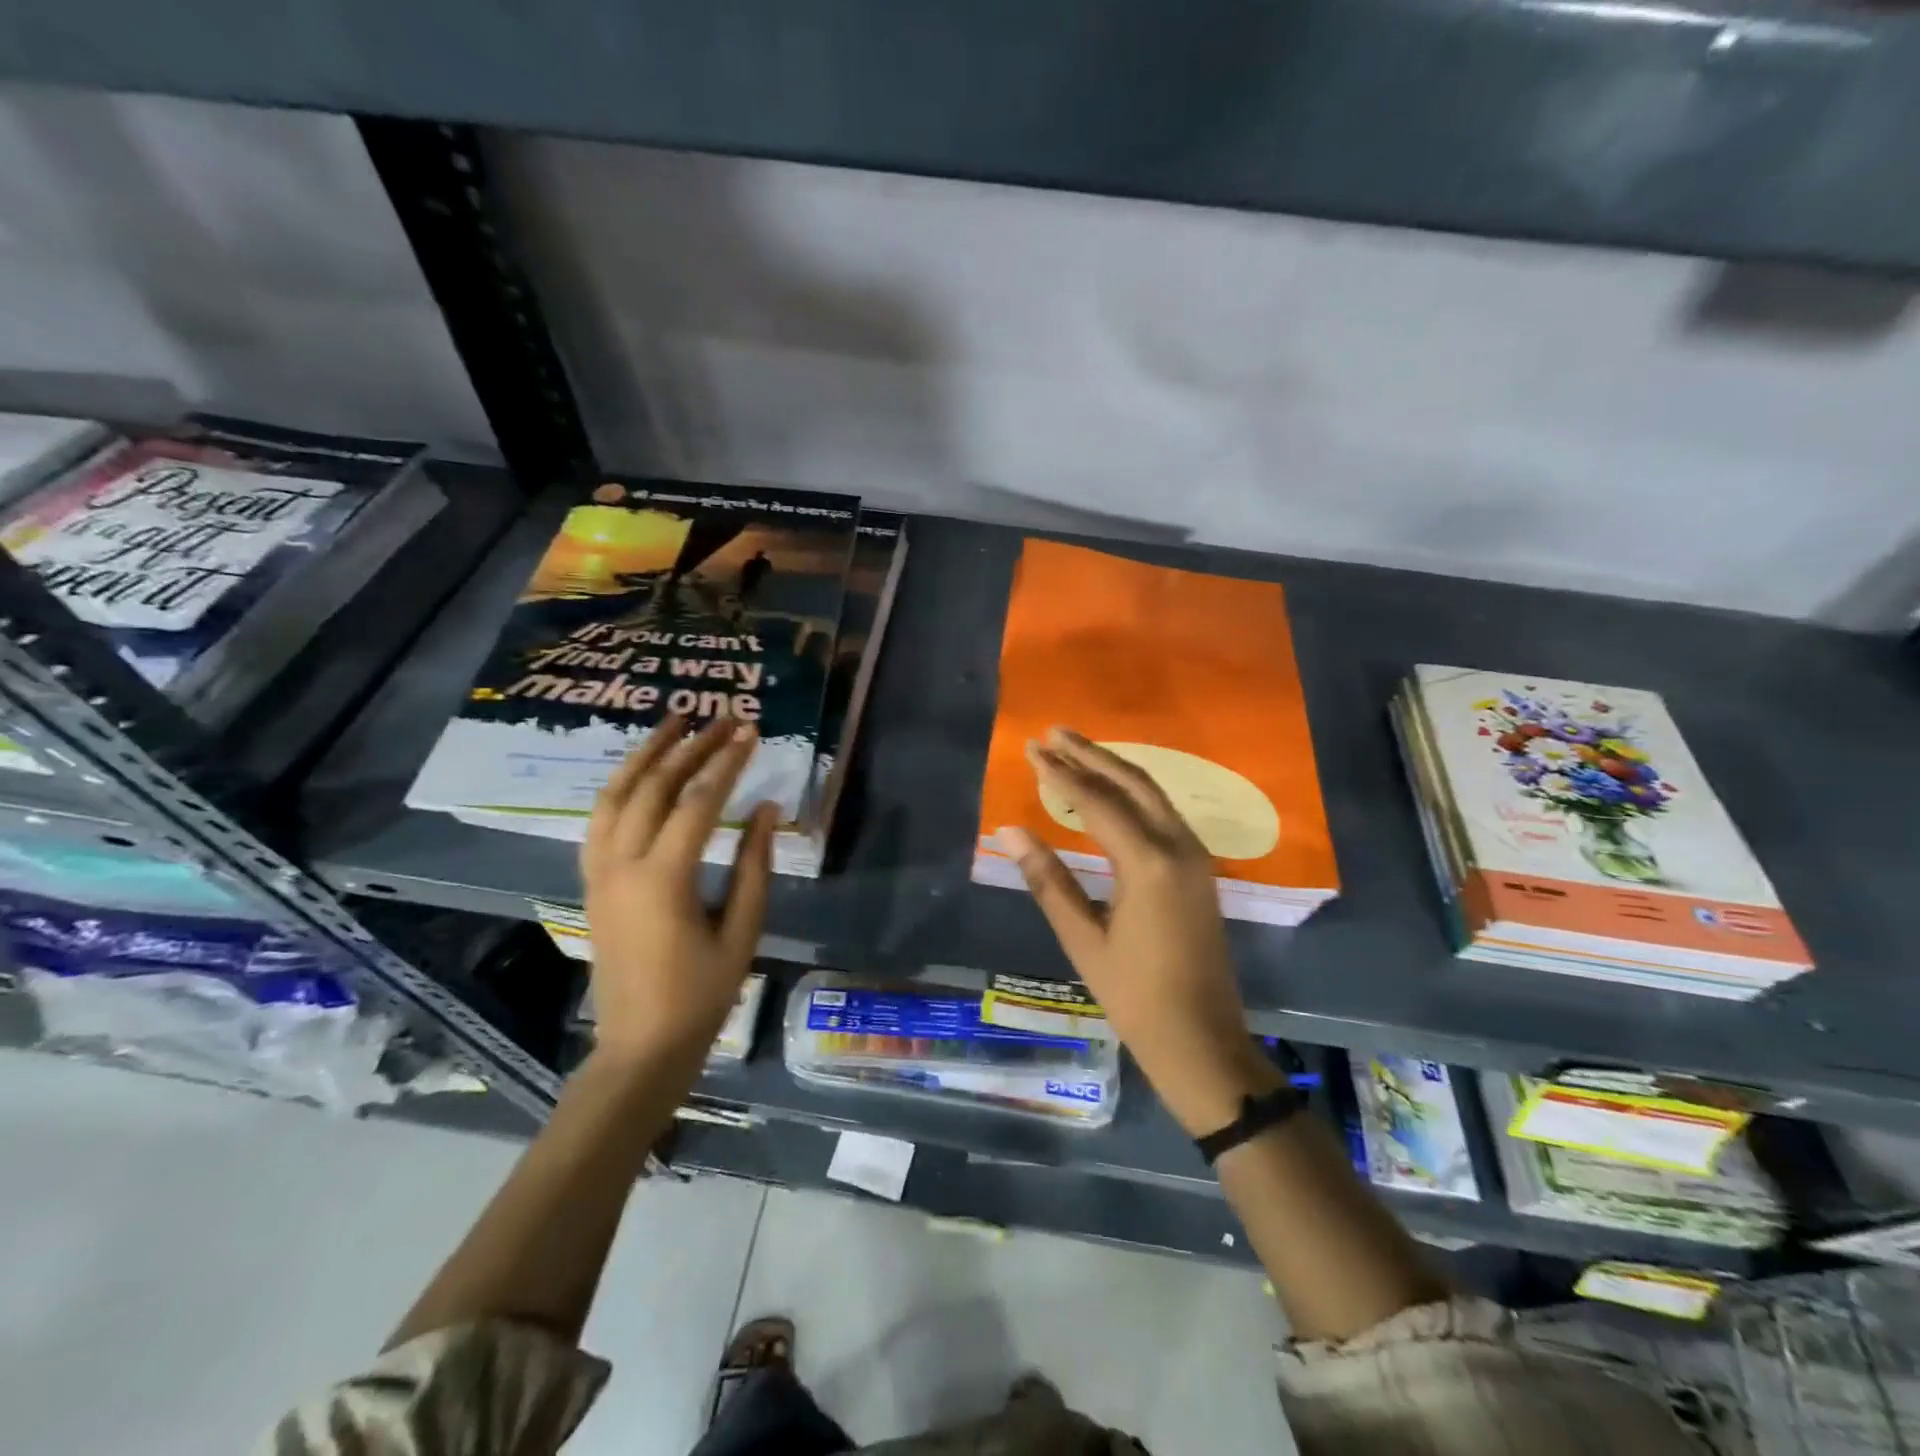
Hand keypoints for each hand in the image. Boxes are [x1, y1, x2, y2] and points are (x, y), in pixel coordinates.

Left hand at [580, 713, 777, 1067]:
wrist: (640, 1046)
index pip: (698, 802)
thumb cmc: (701, 996)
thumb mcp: (742, 932)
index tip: (750, 732)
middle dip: (690, 747)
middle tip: (721, 717)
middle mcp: (622, 865)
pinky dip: (620, 785)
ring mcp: (598, 872)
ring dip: (645, 754)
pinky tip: (641, 770)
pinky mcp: (592, 881)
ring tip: (673, 722)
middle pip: (655, 787)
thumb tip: (766, 808)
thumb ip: (754, 866)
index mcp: (663, 880)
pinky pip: (599, 819)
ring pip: (615, 795)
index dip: (727, 763)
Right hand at [998, 727, 1281, 1135]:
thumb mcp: (1082, 939)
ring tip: (1076, 750)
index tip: (1032, 748)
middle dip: (1091, 754)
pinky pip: (1162, 813)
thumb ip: (1047, 880)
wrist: (1202, 1040)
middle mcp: (1178, 846)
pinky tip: (1110, 792)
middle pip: (1131, 782)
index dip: (1061, 774)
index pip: (1097, 802)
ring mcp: (1195, 856)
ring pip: (1152, 794)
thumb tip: (1010, 831)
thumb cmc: (1135, 996)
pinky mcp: (1198, 868)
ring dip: (1112, 768)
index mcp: (1148, 863)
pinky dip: (1132, 793)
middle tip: (1054, 732)